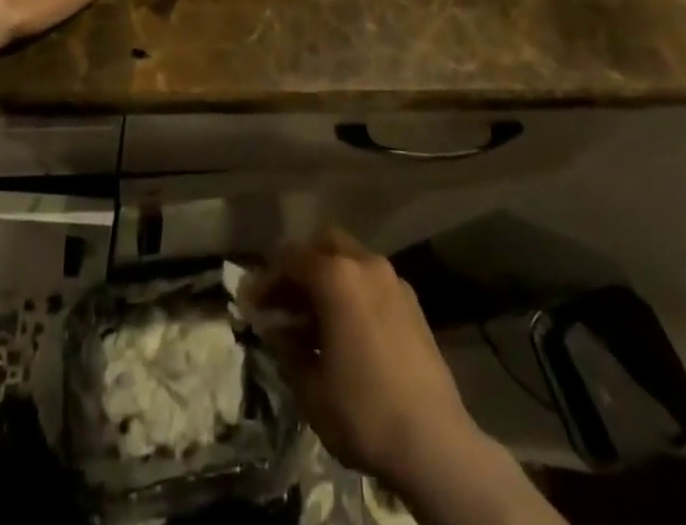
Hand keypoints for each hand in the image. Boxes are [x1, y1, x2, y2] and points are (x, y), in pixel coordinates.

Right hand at [246, 229, 481, 494]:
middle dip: (299, 266)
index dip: (266, 280)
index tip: (250, 303)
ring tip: (312, 317)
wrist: (434, 442)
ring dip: (327, 276)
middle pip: (323, 245)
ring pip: (350, 259)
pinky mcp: (411, 301)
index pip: (290, 260)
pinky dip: (352, 290)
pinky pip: (371, 280)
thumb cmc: (363, 412)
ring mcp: (392, 280)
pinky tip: (345, 327)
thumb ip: (286, 347)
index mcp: (336, 276)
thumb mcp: (309, 387)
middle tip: (283, 299)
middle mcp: (364, 264)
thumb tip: (274, 327)